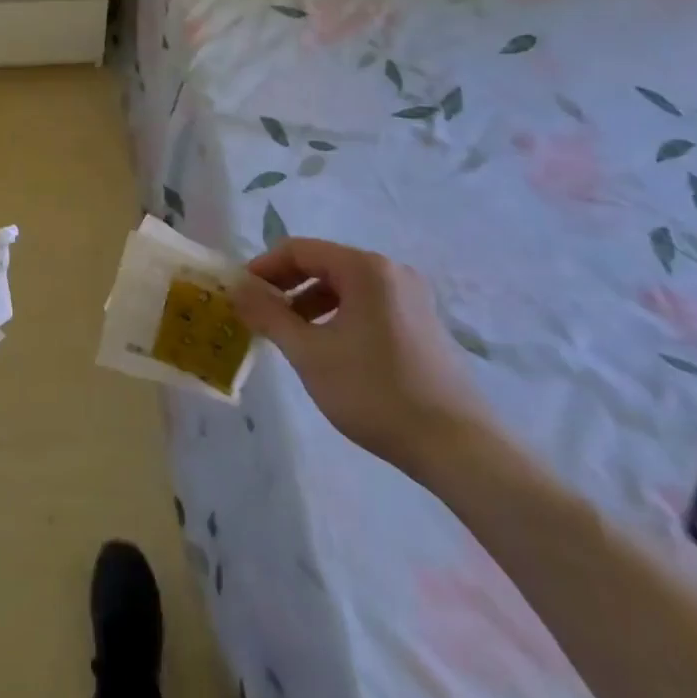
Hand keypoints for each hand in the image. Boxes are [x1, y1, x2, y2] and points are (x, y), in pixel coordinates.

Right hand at [229, 238, 496, 480]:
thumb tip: (237, 289)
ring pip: (345, 287)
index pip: (298, 249)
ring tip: (289, 336)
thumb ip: (268, 314)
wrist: (459, 449)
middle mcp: (391, 272)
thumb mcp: (309, 353)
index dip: (263, 267)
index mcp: (364, 268)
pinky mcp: (423, 325)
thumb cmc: (376, 391)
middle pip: (323, 264)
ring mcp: (412, 298)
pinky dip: (338, 317)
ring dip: (310, 303)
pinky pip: (367, 305)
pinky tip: (328, 350)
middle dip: (286, 286)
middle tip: (259, 314)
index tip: (240, 293)